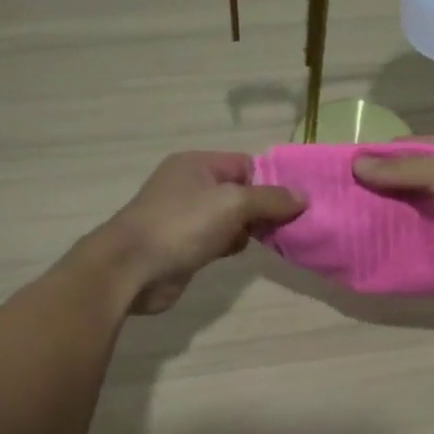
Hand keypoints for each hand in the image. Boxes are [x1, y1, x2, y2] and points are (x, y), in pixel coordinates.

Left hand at [100, 152, 304, 313]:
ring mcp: (185, 217)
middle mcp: (190, 185)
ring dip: (249, 230)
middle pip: (241, 191)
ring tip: (270, 241)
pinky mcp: (184, 245)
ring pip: (231, 218)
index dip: (271, 182)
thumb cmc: (182, 225)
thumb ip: (270, 199)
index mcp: (197, 164)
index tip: (296, 203)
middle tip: (290, 225)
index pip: (246, 164)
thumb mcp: (233, 204)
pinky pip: (218, 239)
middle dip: (264, 208)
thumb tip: (303, 197)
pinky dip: (231, 245)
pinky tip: (239, 253)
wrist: (131, 269)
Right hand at [352, 136, 433, 290]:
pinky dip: (397, 249)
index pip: (406, 148)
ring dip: (383, 224)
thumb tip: (356, 164)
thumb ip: (400, 169)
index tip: (343, 172)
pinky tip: (368, 254)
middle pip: (404, 184)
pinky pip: (417, 245)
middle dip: (375, 194)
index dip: (376, 157)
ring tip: (345, 231)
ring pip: (408, 217)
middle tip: (337, 206)